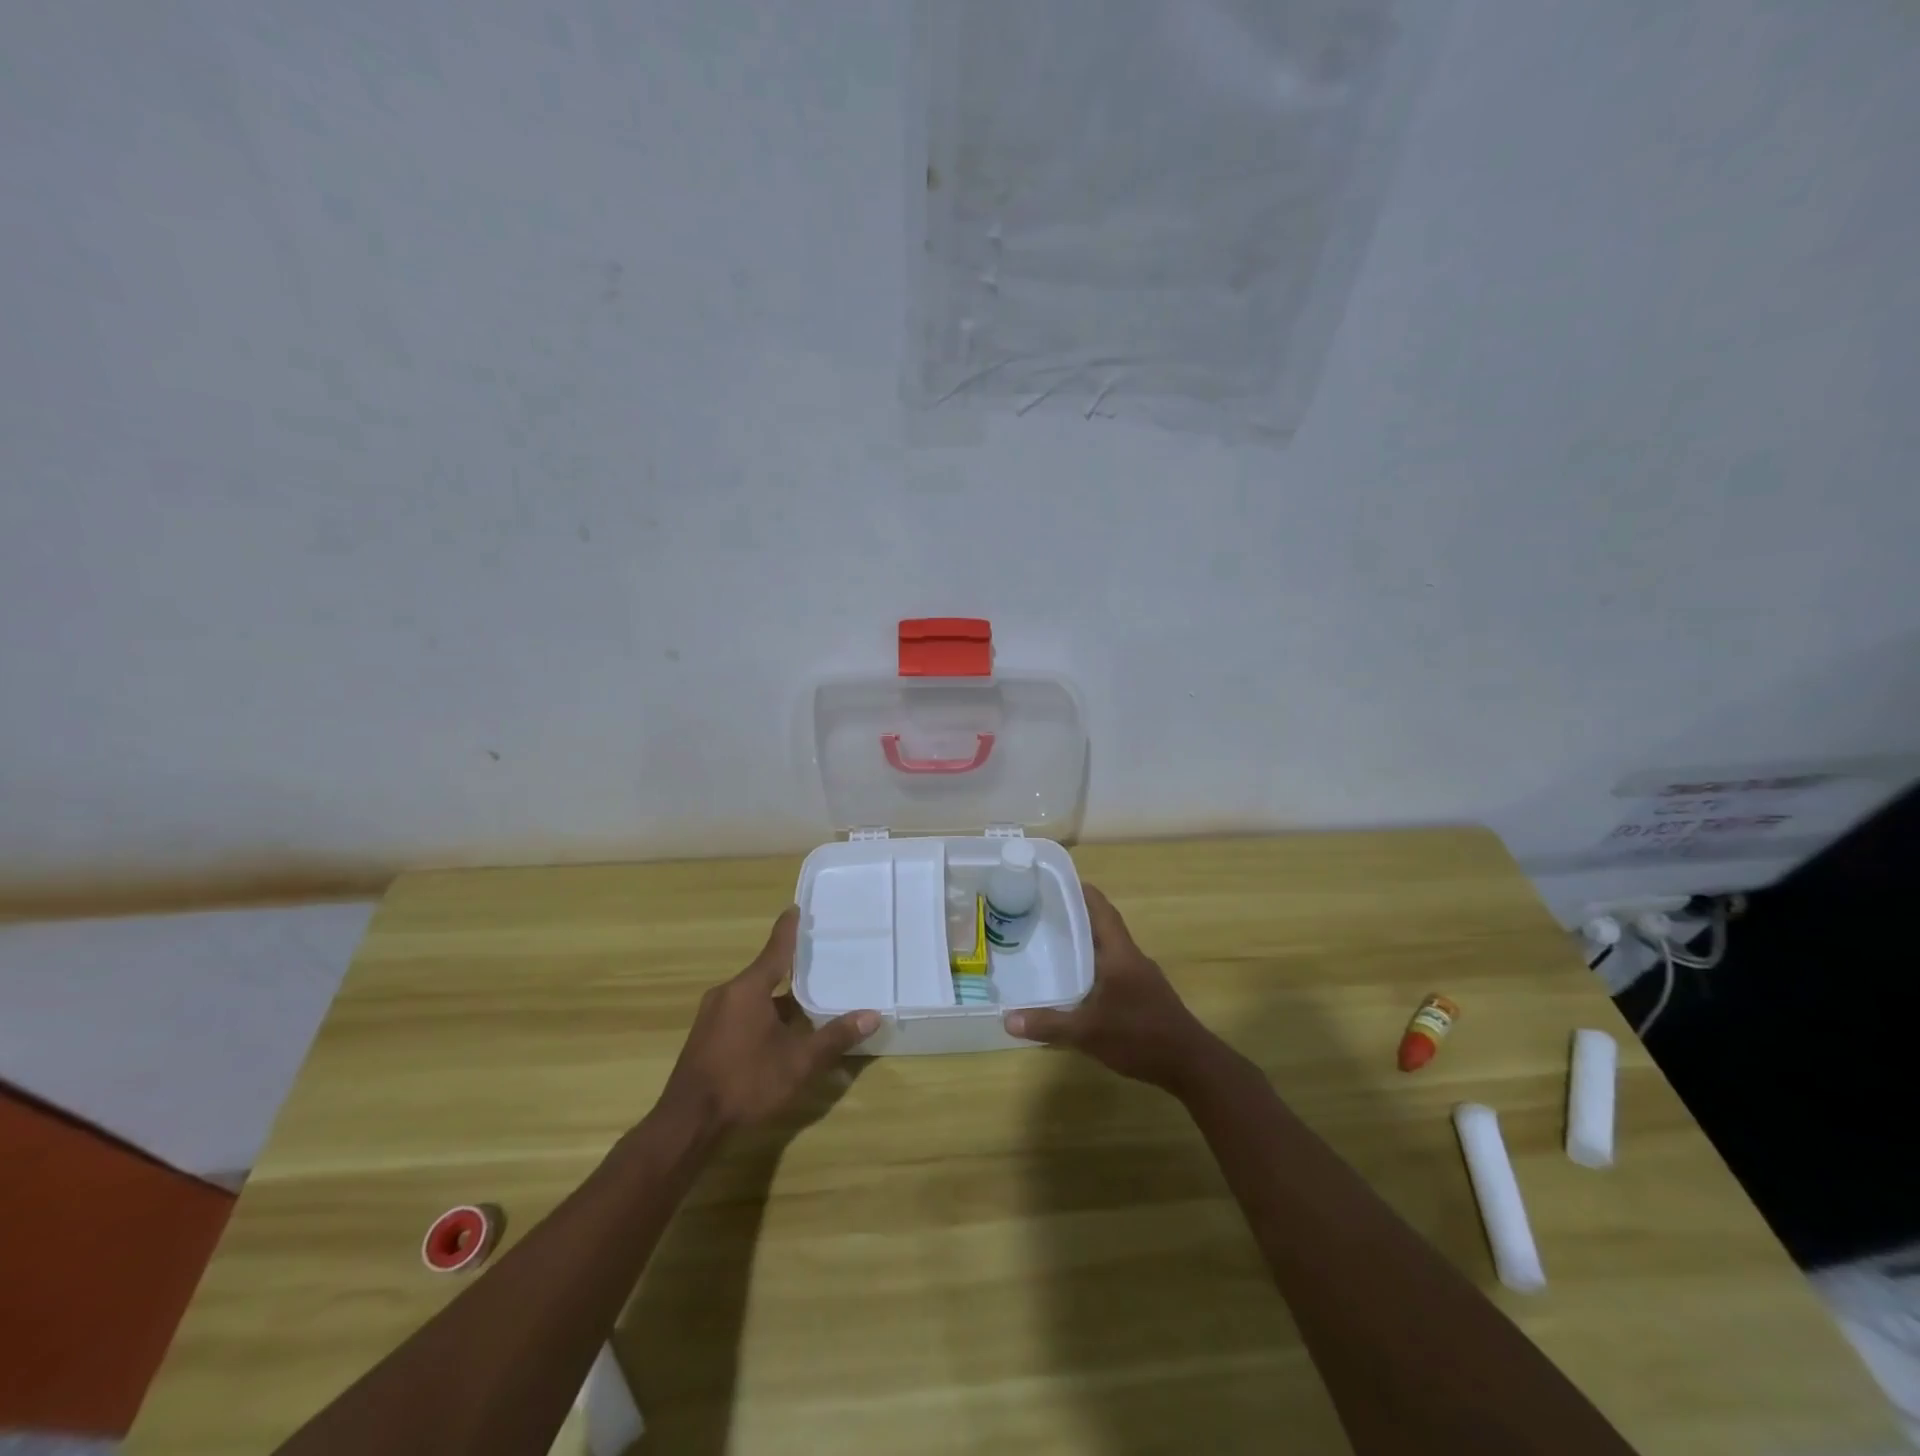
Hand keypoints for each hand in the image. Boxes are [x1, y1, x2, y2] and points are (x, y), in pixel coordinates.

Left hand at [657, 907, 878, 1136]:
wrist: (688, 1124)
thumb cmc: (746, 1083)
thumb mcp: (798, 1062)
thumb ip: (834, 1037)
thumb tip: (873, 1015)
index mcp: (748, 989)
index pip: (775, 949)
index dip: (789, 929)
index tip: (797, 908)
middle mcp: (727, 994)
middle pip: (764, 972)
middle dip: (789, 968)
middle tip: (817, 960)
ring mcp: (712, 1016)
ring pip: (752, 996)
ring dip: (777, 997)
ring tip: (805, 999)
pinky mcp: (705, 1037)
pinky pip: (740, 1012)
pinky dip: (762, 1013)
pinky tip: (778, 1031)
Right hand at [1003, 884, 1227, 1094]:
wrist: (1191, 1064)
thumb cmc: (1140, 1036)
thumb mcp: (1088, 1032)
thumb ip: (1049, 1024)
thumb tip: (1007, 1019)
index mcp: (1120, 954)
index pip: (1102, 910)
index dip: (1082, 892)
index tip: (1057, 881)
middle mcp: (1131, 958)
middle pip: (1104, 926)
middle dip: (1077, 916)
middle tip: (1044, 912)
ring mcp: (1141, 976)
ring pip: (1110, 948)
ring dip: (1087, 942)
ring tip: (1055, 943)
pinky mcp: (1145, 995)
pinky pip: (1115, 968)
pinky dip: (1095, 966)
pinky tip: (1078, 982)